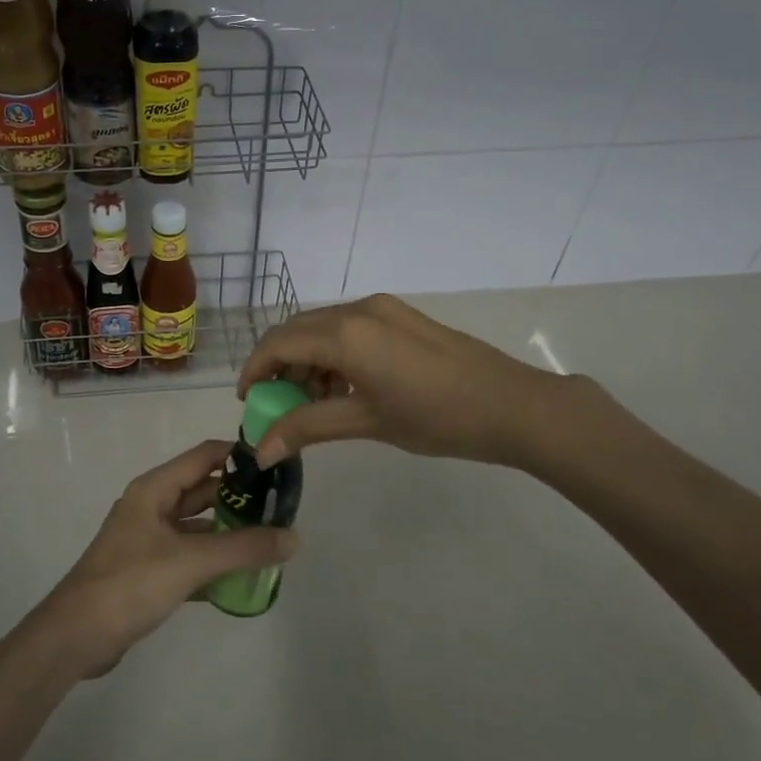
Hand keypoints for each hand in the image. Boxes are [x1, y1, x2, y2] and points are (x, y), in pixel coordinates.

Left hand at [34, 440, 299, 678]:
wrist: (76, 637)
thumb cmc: (131, 583)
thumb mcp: (190, 561)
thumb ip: (243, 548)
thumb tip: (294, 537)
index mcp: (155, 489)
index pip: (204, 456)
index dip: (239, 455)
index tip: (276, 464)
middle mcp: (152, 507)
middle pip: (203, 491)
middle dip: (239, 498)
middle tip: (281, 508)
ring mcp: (148, 539)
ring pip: (197, 526)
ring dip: (228, 532)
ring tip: (269, 541)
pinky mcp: (149, 571)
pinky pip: (189, 556)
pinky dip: (213, 562)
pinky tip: (241, 576)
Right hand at [237, 293, 592, 471]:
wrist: (512, 405)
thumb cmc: (437, 417)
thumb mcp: (367, 422)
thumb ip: (308, 427)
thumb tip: (260, 451)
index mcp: (346, 333)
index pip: (279, 342)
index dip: (255, 369)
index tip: (248, 402)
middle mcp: (359, 310)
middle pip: (298, 330)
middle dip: (280, 366)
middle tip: (278, 406)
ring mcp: (382, 309)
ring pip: (324, 328)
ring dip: (308, 360)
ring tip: (314, 404)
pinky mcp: (400, 316)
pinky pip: (350, 328)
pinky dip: (334, 354)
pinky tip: (345, 388)